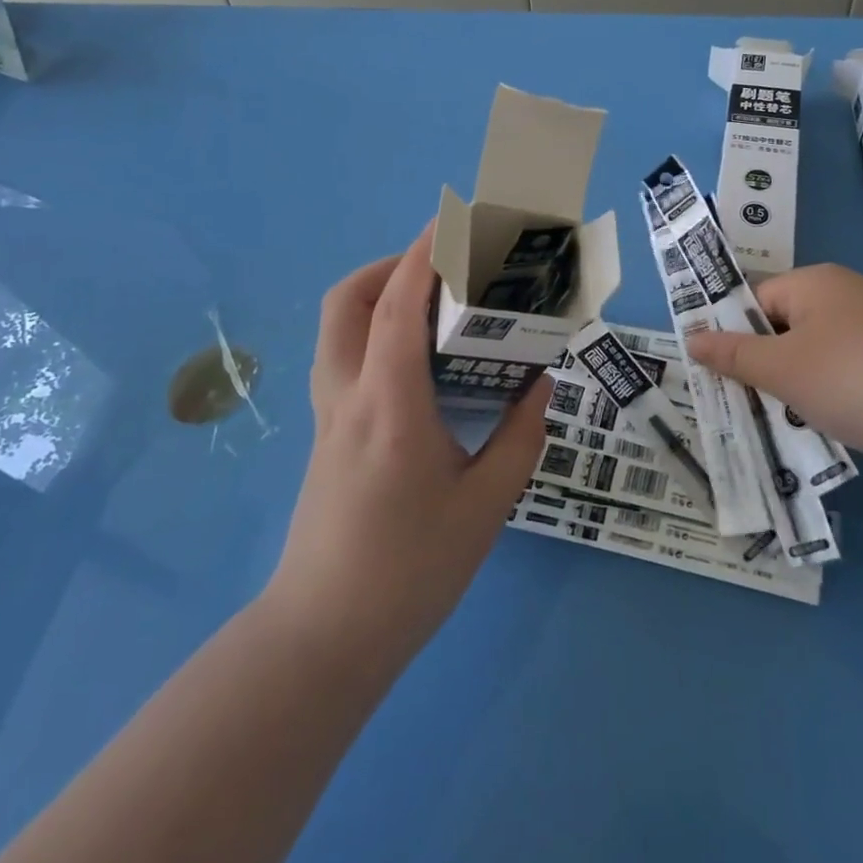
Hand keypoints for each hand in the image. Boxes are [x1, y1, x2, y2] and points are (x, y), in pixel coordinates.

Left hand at [263, 222, 547, 674]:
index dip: (422, 257)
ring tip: (429, 305)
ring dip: (376, 296)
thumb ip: (520, 438)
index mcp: (390, 407)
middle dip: (390, 266)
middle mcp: (348, 398)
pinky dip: (373, 331)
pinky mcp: (324, 436)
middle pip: (346, 303)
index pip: (396, 309)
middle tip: (440, 269)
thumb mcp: (486, 506)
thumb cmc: (410, 571)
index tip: (449, 222)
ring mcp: (327, 417)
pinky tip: (415, 363)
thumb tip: (539, 385)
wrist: (323, 639)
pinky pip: (343, 357)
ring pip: (336, 329)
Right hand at [684, 262, 862, 487]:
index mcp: (817, 283)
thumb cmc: (852, 379)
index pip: (757, 299)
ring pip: (816, 356)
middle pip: (785, 326)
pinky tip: (819, 427)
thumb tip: (691, 339)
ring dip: (794, 387)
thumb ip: (733, 355)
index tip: (714, 371)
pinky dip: (829, 398)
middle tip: (737, 401)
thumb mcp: (781, 368)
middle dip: (762, 364)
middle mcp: (847, 297)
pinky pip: (846, 376)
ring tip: (773, 419)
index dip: (732, 333)